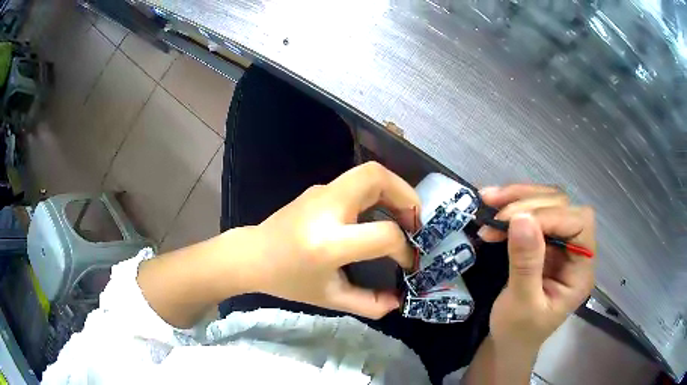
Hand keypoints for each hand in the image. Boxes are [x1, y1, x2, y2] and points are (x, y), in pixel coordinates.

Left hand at [240, 162, 419, 318]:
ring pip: (368, 173)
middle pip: (376, 178)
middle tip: (417, 222)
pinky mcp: (320, 189)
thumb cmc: (288, 281)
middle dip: (407, 196)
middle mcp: (326, 208)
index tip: (409, 263)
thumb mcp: (330, 298)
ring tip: (404, 218)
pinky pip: (357, 182)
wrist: (252, 256)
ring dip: (395, 191)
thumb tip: (399, 300)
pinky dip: (379, 193)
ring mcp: (321, 192)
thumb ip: (369, 304)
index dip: (404, 249)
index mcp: (328, 242)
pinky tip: (380, 216)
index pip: (383, 235)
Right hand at [479, 185, 595, 351]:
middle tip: (495, 214)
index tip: (513, 222)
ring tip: (488, 201)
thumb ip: (525, 264)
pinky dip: (511, 208)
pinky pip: (531, 214)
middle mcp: (575, 251)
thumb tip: (521, 219)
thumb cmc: (518, 332)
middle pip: (563, 207)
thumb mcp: (521, 304)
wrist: (508, 343)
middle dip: (529, 203)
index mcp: (581, 270)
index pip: (578, 224)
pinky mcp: (544, 242)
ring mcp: (560, 244)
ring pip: (547, 203)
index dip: (550, 216)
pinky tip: (491, 209)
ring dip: (517, 199)